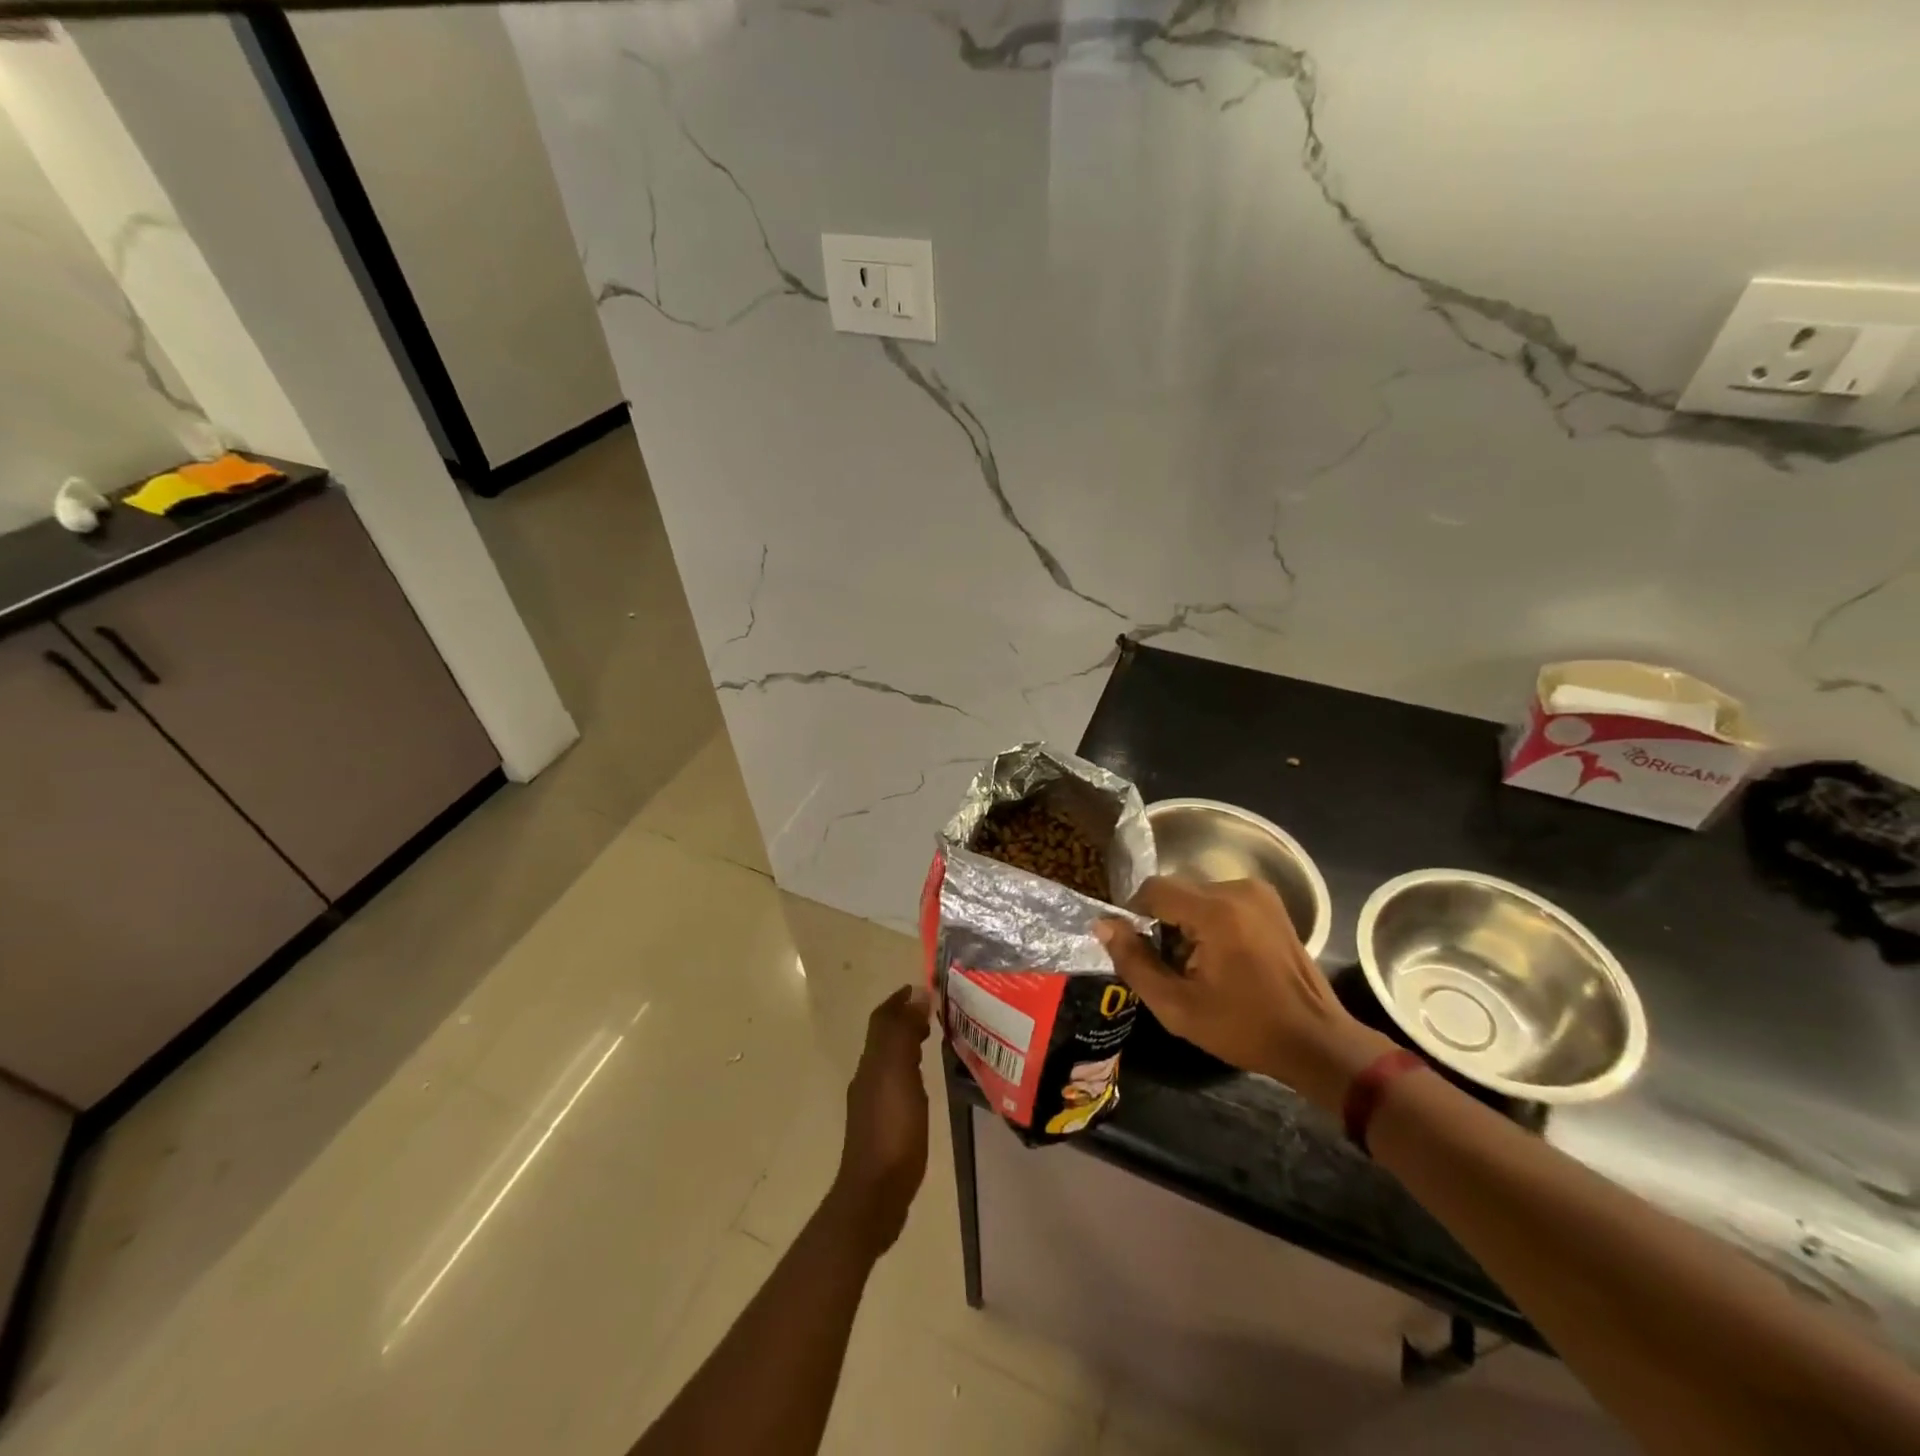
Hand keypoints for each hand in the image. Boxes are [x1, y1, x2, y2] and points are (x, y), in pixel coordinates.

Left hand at [829, 985, 931, 1253]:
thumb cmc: (892, 1131)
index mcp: (872, 1062)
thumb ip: (904, 1033)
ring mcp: (872, 1104)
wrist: (875, 1195)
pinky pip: (895, 1084)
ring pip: (889, 1060)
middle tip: (935, 1012)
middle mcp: (868, 1078)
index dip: (900, 1000)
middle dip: (906, 1019)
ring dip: (908, 1043)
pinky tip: (925, 1084)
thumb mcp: (899, 1075)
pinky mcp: (882, 1127)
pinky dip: (910, 1070)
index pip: (882, 1019)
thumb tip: (915, 992)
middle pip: (884, 1037)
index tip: (925, 988)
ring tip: (934, 1039)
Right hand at [1096, 876, 1393, 1112]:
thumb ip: (1133, 961)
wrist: (1316, 1042)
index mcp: (1215, 911)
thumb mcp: (1176, 1006)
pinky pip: (1221, 900)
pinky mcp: (1271, 903)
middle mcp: (1237, 888)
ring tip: (1196, 966)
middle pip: (1175, 890)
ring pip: (1197, 895)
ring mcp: (1259, 893)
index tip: (1138, 950)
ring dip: (1185, 922)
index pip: (1152, 890)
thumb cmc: (1244, 1028)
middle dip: (1162, 923)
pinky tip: (1221, 959)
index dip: (1134, 915)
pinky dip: (1209, 921)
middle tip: (1169, 966)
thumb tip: (1102, 924)